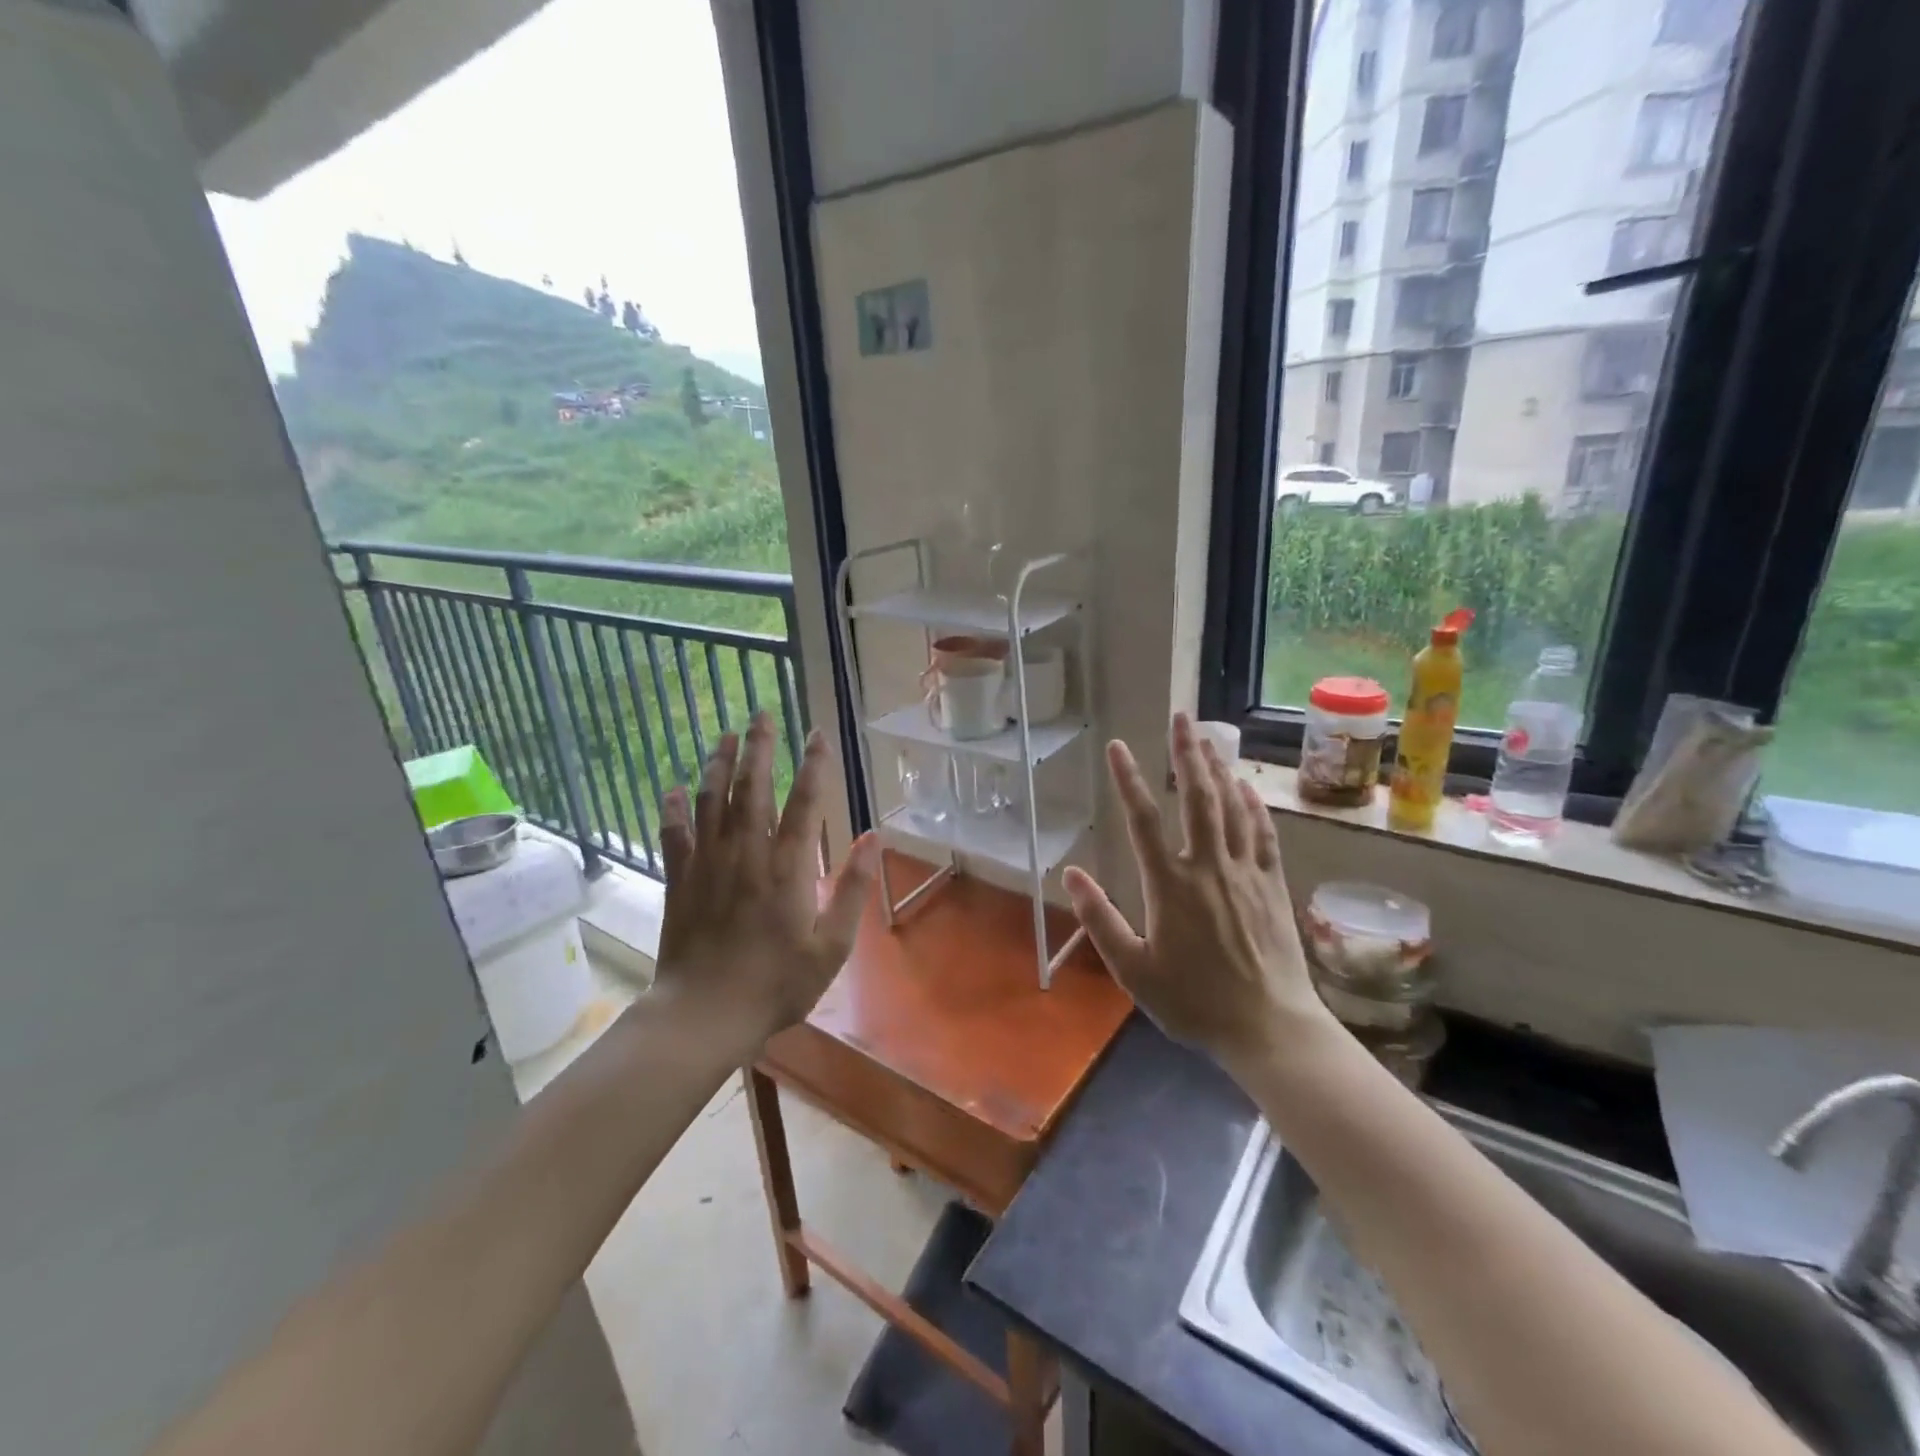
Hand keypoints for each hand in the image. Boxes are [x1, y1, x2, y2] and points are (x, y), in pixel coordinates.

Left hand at [650, 713, 878, 1058]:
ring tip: (726, 736)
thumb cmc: (776, 985)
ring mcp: (708, 864)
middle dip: (759, 748)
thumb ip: (853, 889)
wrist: (704, 1015)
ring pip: (712, 800)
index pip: (804, 803)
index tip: (816, 733)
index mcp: (788, 869)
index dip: (813, 765)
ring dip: (719, 764)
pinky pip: (675, 834)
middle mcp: (747, 854)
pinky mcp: (680, 880)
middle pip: (752, 788)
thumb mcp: (832, 947)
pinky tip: (673, 788)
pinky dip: (673, 808)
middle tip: (761, 714)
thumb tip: (875, 838)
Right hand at [1063, 712, 1332, 1067]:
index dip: (1128, 781)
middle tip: (1181, 717)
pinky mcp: (1272, 885)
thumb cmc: (1194, 1002)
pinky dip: (1253, 805)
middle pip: (1198, 799)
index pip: (1144, 821)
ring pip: (1232, 808)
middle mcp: (1209, 867)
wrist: (1268, 1028)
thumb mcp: (1133, 970)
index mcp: (1171, 886)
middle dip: (1187, 754)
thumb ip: (1100, 919)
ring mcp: (1246, 873)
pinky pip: (1263, 834)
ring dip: (1218, 770)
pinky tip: (1246, 787)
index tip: (1118, 747)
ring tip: (1207, 738)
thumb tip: (1070, 873)